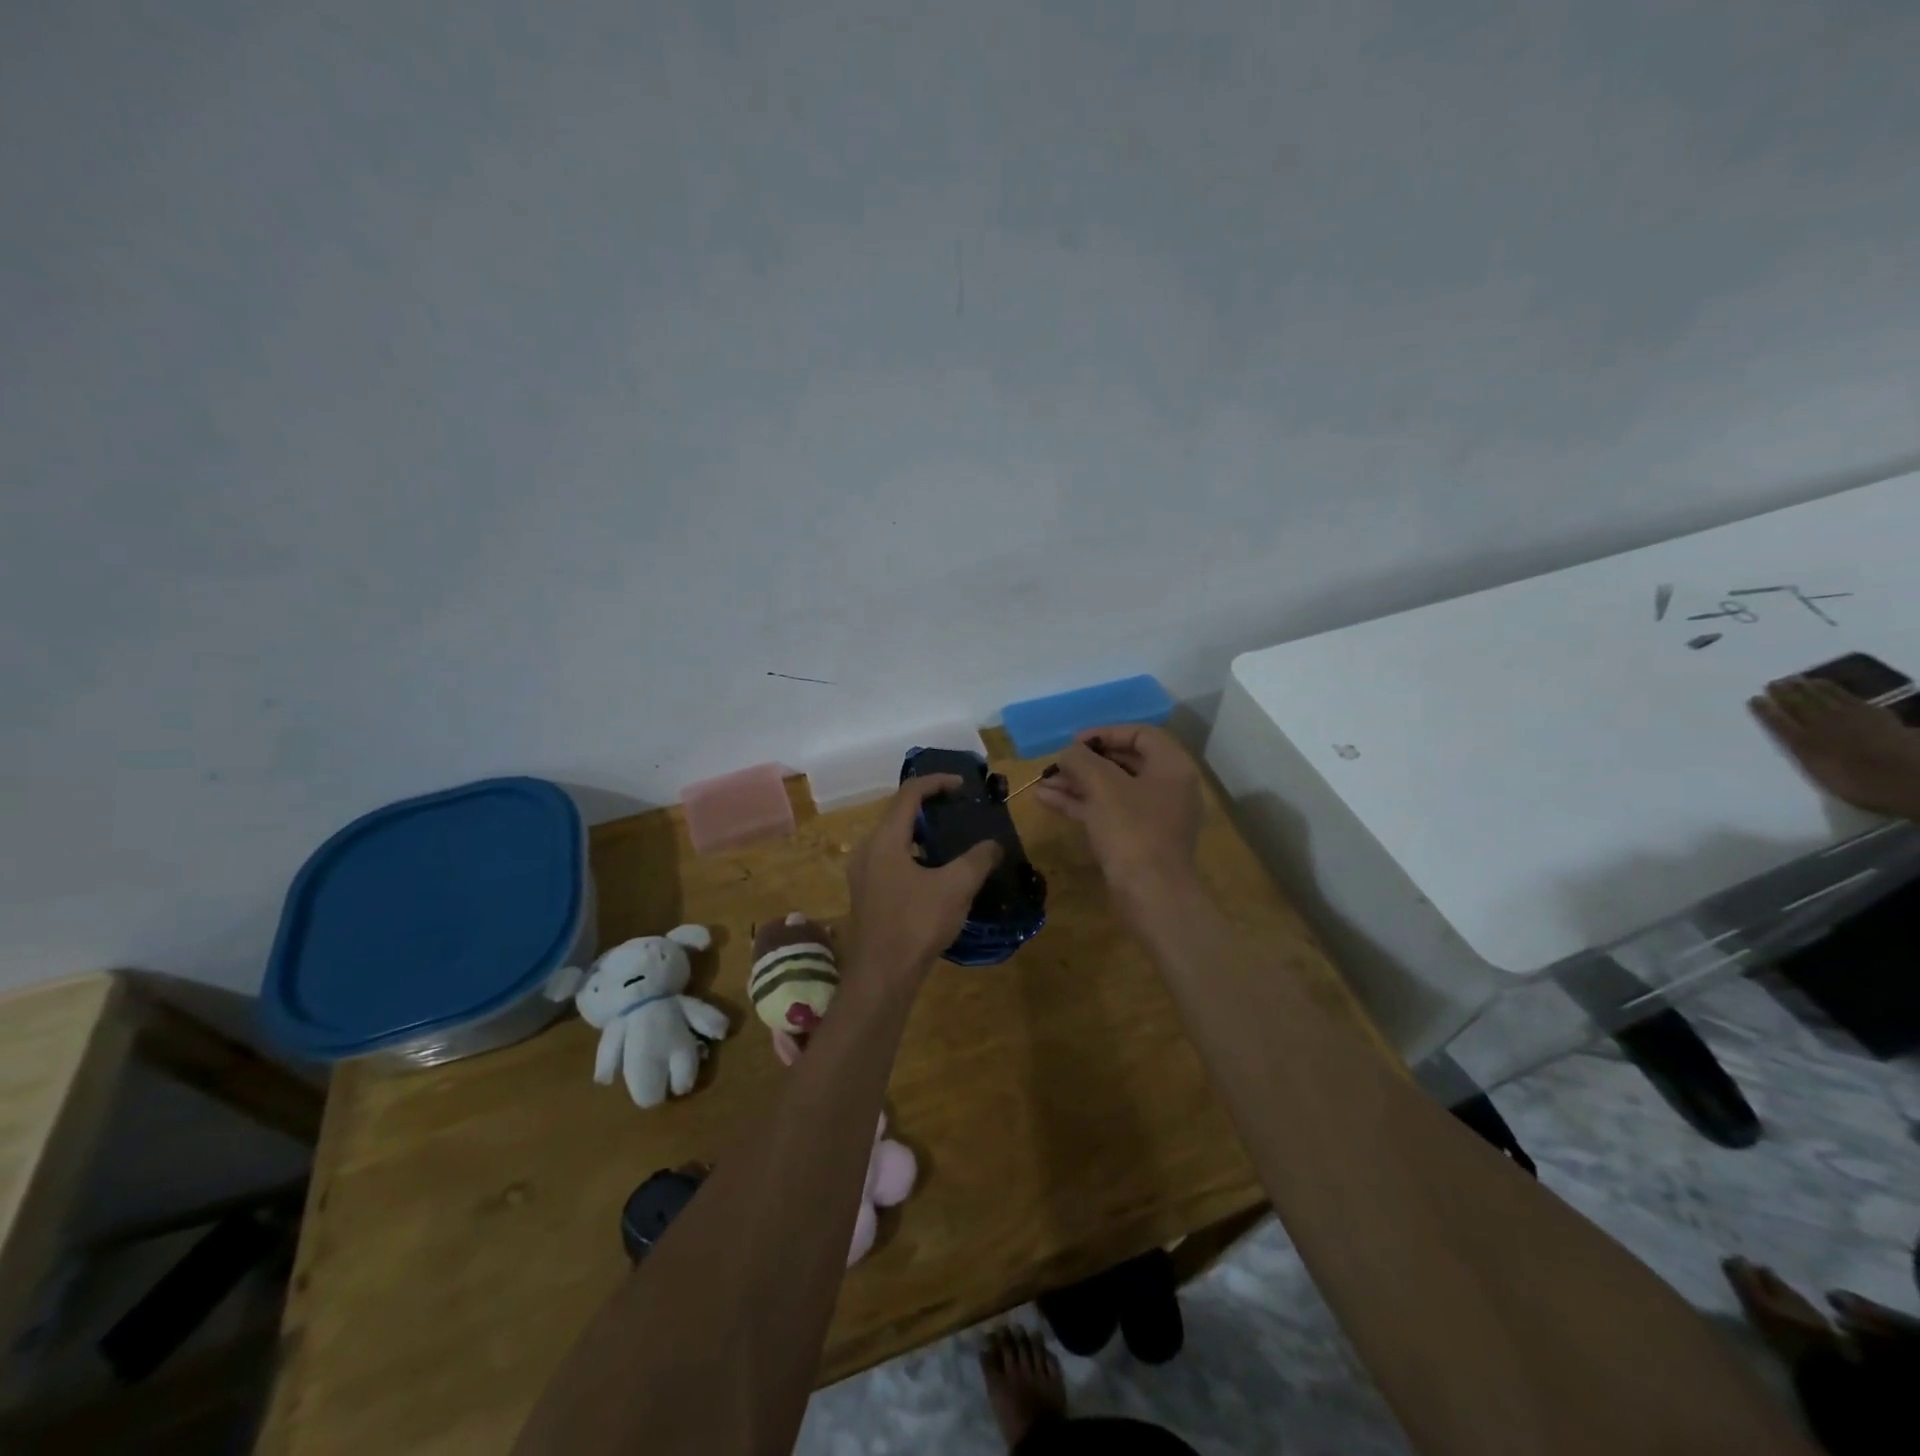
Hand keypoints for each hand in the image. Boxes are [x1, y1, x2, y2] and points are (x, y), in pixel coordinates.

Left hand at [844, 776, 1001, 983]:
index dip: (937, 782)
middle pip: (898, 813)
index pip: (909, 794)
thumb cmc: (916, 924)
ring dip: (921, 832)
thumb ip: (978, 859)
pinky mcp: (866, 894)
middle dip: (929, 806)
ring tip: (951, 838)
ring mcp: (863, 873)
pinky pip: (890, 859)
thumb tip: (994, 844)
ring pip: (893, 838)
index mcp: (885, 839)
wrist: (881, 976)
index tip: (963, 785)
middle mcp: (867, 849)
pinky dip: (913, 853)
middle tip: (958, 810)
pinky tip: (935, 872)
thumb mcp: (956, 887)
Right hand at [1034, 725, 1202, 908]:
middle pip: (1123, 762)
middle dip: (1084, 762)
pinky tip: (1048, 800)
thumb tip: (1068, 753)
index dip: (1104, 732)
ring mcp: (1153, 816)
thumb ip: (1082, 761)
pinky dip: (1081, 804)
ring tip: (1041, 783)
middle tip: (1056, 764)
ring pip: (1110, 790)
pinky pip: (1107, 812)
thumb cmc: (1132, 830)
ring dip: (1076, 784)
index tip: (1074, 742)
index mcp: (1171, 767)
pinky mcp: (1137, 840)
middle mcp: (1167, 788)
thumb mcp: (1103, 786)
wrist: (1151, 894)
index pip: (1140, 734)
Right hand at [1749, 676, 1919, 820]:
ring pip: (1822, 698)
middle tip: (1773, 682)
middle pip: (1800, 706)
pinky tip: (1826, 684)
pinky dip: (1834, 688)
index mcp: (1805, 743)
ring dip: (1806, 688)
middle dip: (1785, 694)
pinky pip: (1848, 696)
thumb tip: (1795, 739)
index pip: (1779, 722)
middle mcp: (1823, 726)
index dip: (1765, 711)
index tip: (1754, 699)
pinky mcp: (1875, 714)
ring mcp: (1851, 717)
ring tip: (1795, 679)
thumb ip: (1807, 754)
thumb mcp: (1824, 775)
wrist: (1912, 780)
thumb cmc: (1863, 786)